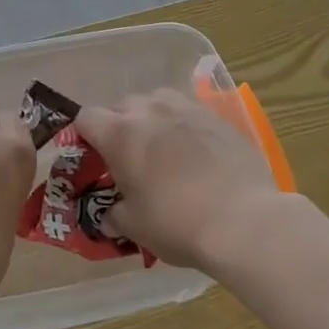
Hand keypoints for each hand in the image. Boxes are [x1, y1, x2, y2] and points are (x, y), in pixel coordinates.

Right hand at [76, 88, 281, 271]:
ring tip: (164, 149)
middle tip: (130, 159)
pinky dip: (184, 126)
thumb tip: (109, 216)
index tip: (93, 157)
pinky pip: (189, 112)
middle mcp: (149, 110)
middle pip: (122, 105)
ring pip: (158, 101)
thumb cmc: (177, 223)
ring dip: (153, 119)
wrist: (244, 221)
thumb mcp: (134, 227)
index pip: (86, 117)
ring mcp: (186, 108)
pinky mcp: (217, 116)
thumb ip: (114, 215)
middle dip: (120, 127)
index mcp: (119, 134)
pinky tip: (197, 152)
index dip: (85, 135)